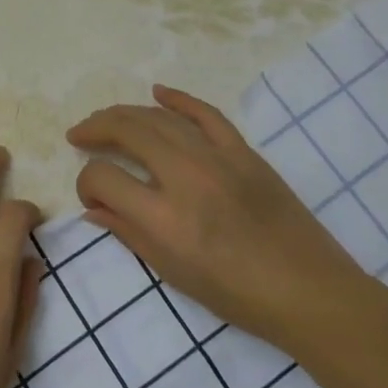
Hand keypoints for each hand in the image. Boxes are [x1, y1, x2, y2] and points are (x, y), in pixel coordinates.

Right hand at [67, 85, 377, 360]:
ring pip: (159, 118)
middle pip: (126, 131)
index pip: (103, 177)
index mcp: (163, 218)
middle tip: (80, 135)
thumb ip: (129, 233)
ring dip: (125, 114)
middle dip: (95, 129)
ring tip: (106, 120)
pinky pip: (205, 114)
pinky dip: (179, 99)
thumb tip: (93, 209)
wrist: (308, 291)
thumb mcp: (173, 273)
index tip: (90, 193)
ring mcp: (216, 158)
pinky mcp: (243, 151)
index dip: (86, 181)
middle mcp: (184, 177)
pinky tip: (157, 92)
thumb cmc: (237, 295)